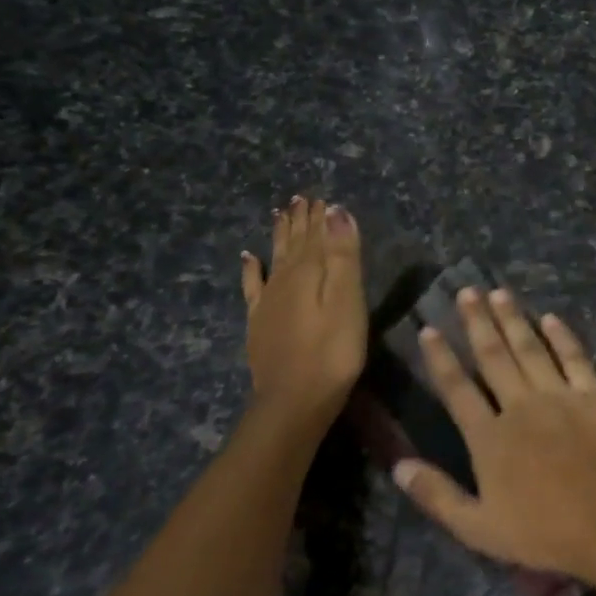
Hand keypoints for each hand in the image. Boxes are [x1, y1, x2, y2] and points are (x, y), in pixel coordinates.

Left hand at [239, 196, 365, 427]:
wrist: (294, 400)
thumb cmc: (333, 351)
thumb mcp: (347, 300)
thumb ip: (342, 256)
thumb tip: (336, 211)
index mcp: (308, 272)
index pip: (315, 234)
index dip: (319, 215)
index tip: (322, 195)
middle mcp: (284, 279)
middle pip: (294, 243)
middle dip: (300, 220)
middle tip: (301, 198)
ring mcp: (268, 301)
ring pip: (275, 257)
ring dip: (280, 235)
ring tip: (281, 213)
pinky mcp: (259, 323)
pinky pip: (253, 285)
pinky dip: (251, 268)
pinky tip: (248, 257)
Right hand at [391, 287, 595, 578]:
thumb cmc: (542, 532)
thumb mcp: (478, 527)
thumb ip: (437, 496)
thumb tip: (398, 466)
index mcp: (489, 436)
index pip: (457, 387)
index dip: (440, 357)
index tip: (429, 328)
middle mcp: (520, 405)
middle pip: (493, 356)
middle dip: (477, 322)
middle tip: (466, 291)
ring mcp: (559, 396)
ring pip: (531, 348)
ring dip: (513, 319)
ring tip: (499, 292)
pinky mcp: (594, 396)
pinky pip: (575, 357)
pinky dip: (563, 336)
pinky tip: (551, 317)